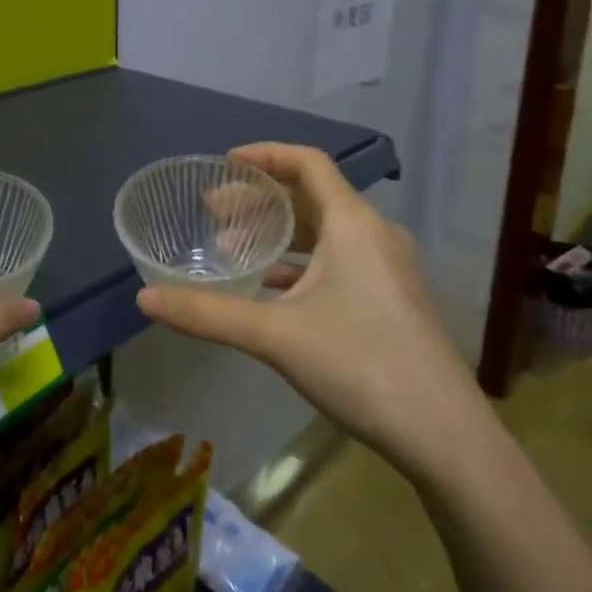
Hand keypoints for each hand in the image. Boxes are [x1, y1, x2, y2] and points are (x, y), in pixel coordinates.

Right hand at [136, 143, 477, 469]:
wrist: (446, 436)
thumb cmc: (360, 365)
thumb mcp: (276, 336)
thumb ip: (208, 314)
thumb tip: (144, 299)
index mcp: (353, 224)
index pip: (308, 162)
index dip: (265, 155)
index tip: (225, 164)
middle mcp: (374, 234)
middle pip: (312, 196)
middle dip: (260, 199)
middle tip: (213, 212)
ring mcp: (388, 268)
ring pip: (326, 232)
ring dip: (280, 233)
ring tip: (233, 249)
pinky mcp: (392, 299)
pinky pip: (340, 261)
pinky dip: (302, 263)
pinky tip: (271, 289)